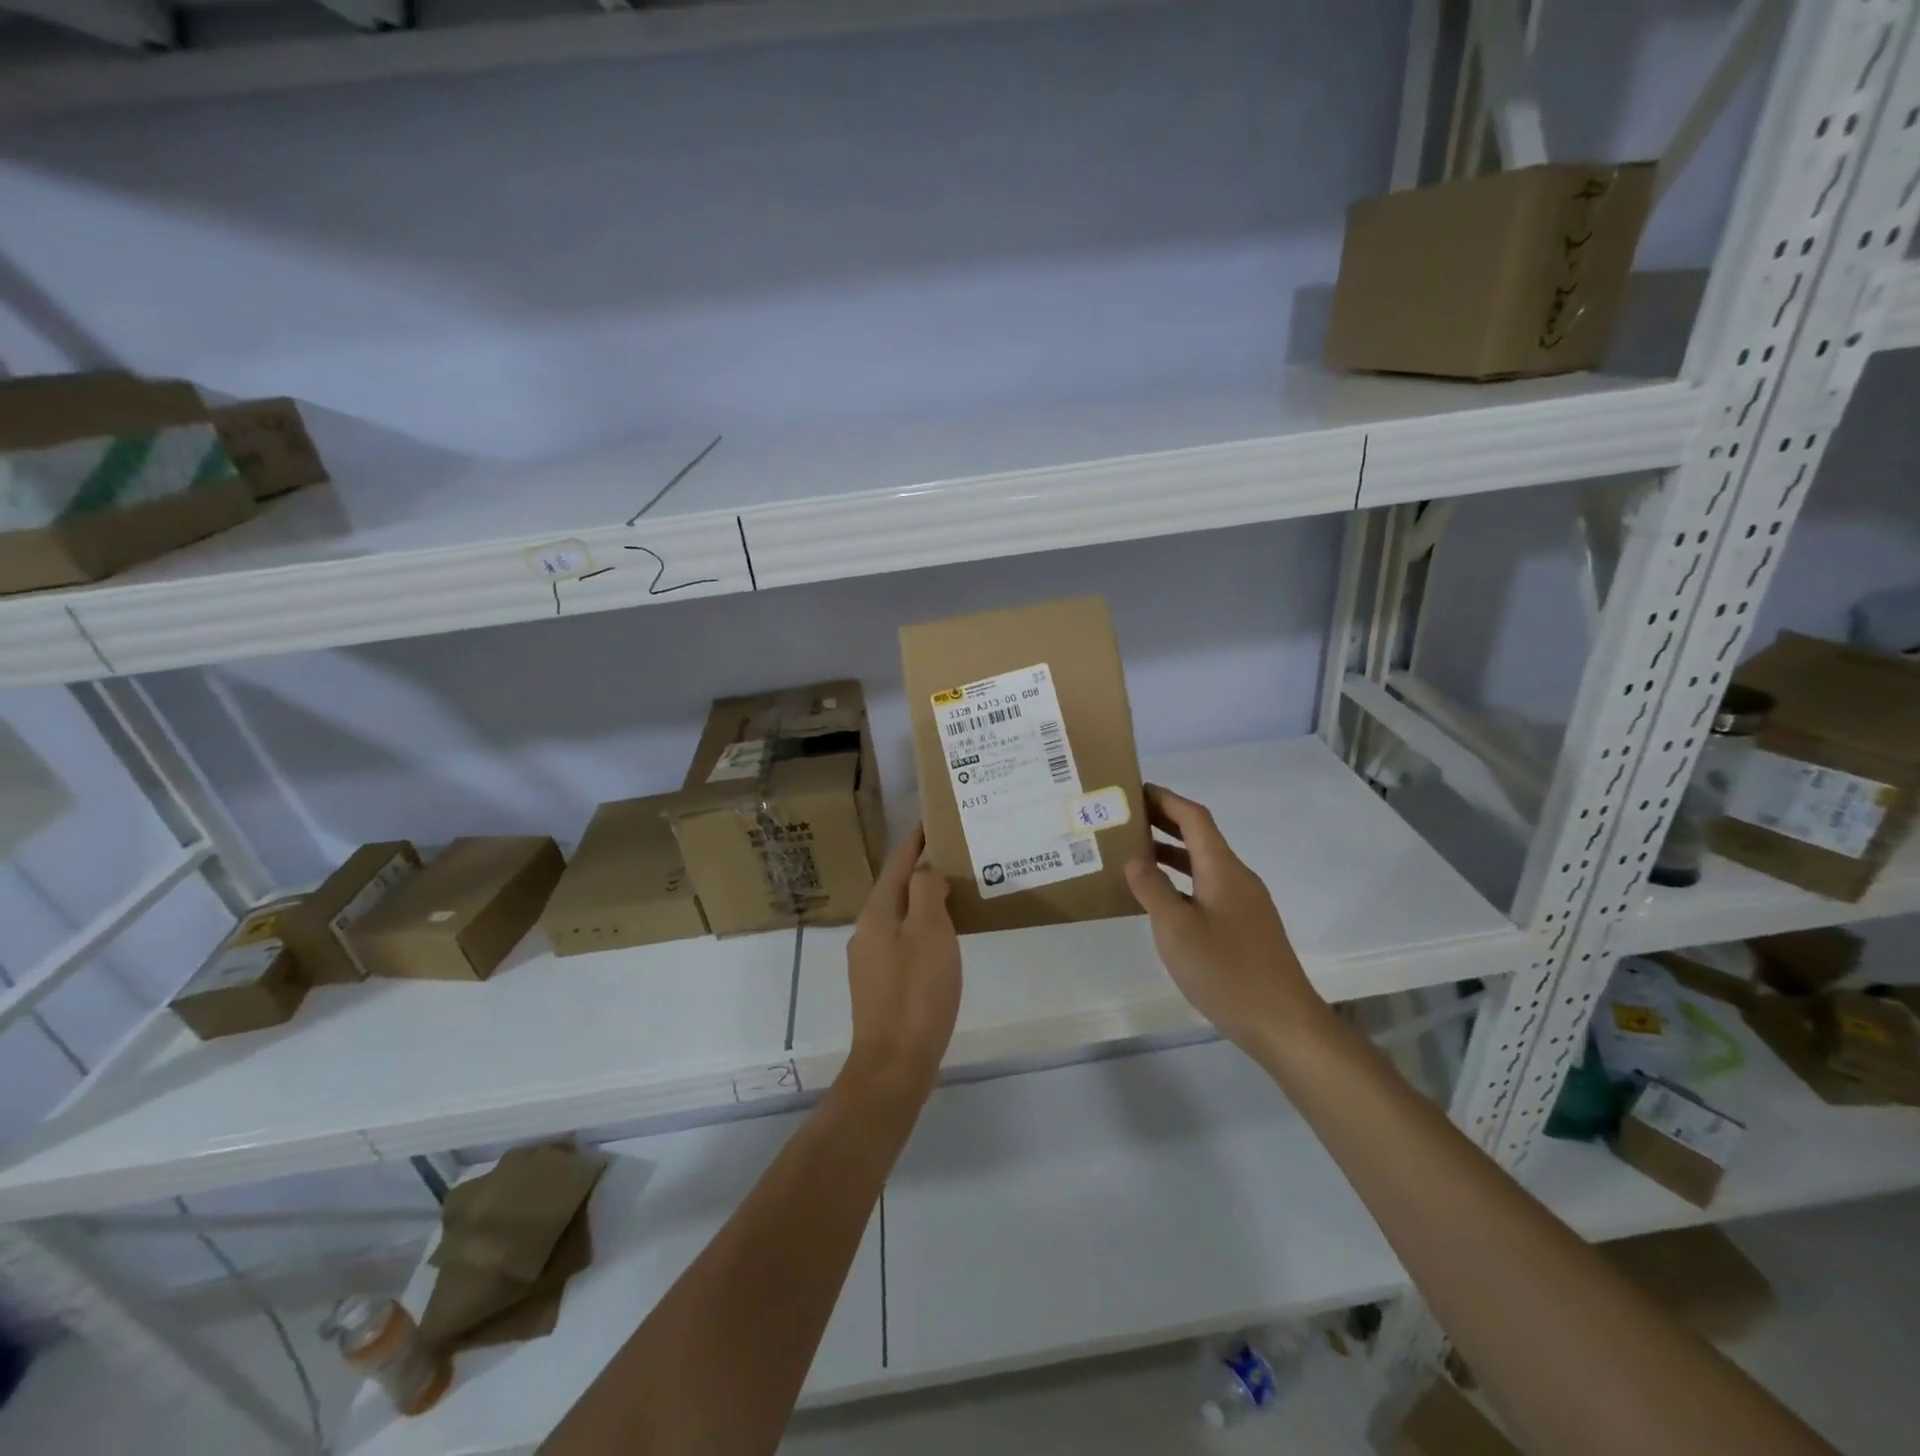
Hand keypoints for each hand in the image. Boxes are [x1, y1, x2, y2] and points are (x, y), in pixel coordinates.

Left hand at [843, 825, 961, 1100]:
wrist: (894, 1063)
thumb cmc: (917, 992)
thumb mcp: (929, 932)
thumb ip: (925, 892)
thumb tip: (925, 871)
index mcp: (877, 912)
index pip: (897, 863)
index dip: (915, 841)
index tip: (933, 821)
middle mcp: (867, 930)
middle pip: (896, 887)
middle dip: (921, 869)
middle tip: (954, 855)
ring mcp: (871, 959)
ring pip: (900, 915)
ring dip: (923, 899)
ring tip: (954, 891)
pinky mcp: (880, 984)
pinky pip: (903, 940)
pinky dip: (923, 927)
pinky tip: (943, 937)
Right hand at [1125, 784, 1325, 1056]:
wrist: (1283, 1023)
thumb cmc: (1226, 971)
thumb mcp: (1177, 929)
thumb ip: (1152, 889)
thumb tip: (1134, 857)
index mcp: (1222, 869)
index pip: (1194, 817)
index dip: (1165, 799)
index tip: (1134, 790)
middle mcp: (1237, 877)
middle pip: (1200, 837)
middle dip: (1165, 822)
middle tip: (1126, 818)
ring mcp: (1245, 903)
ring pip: (1203, 864)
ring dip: (1171, 853)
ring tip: (1134, 853)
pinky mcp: (1245, 927)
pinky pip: (1208, 887)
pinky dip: (1182, 880)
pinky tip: (1161, 899)